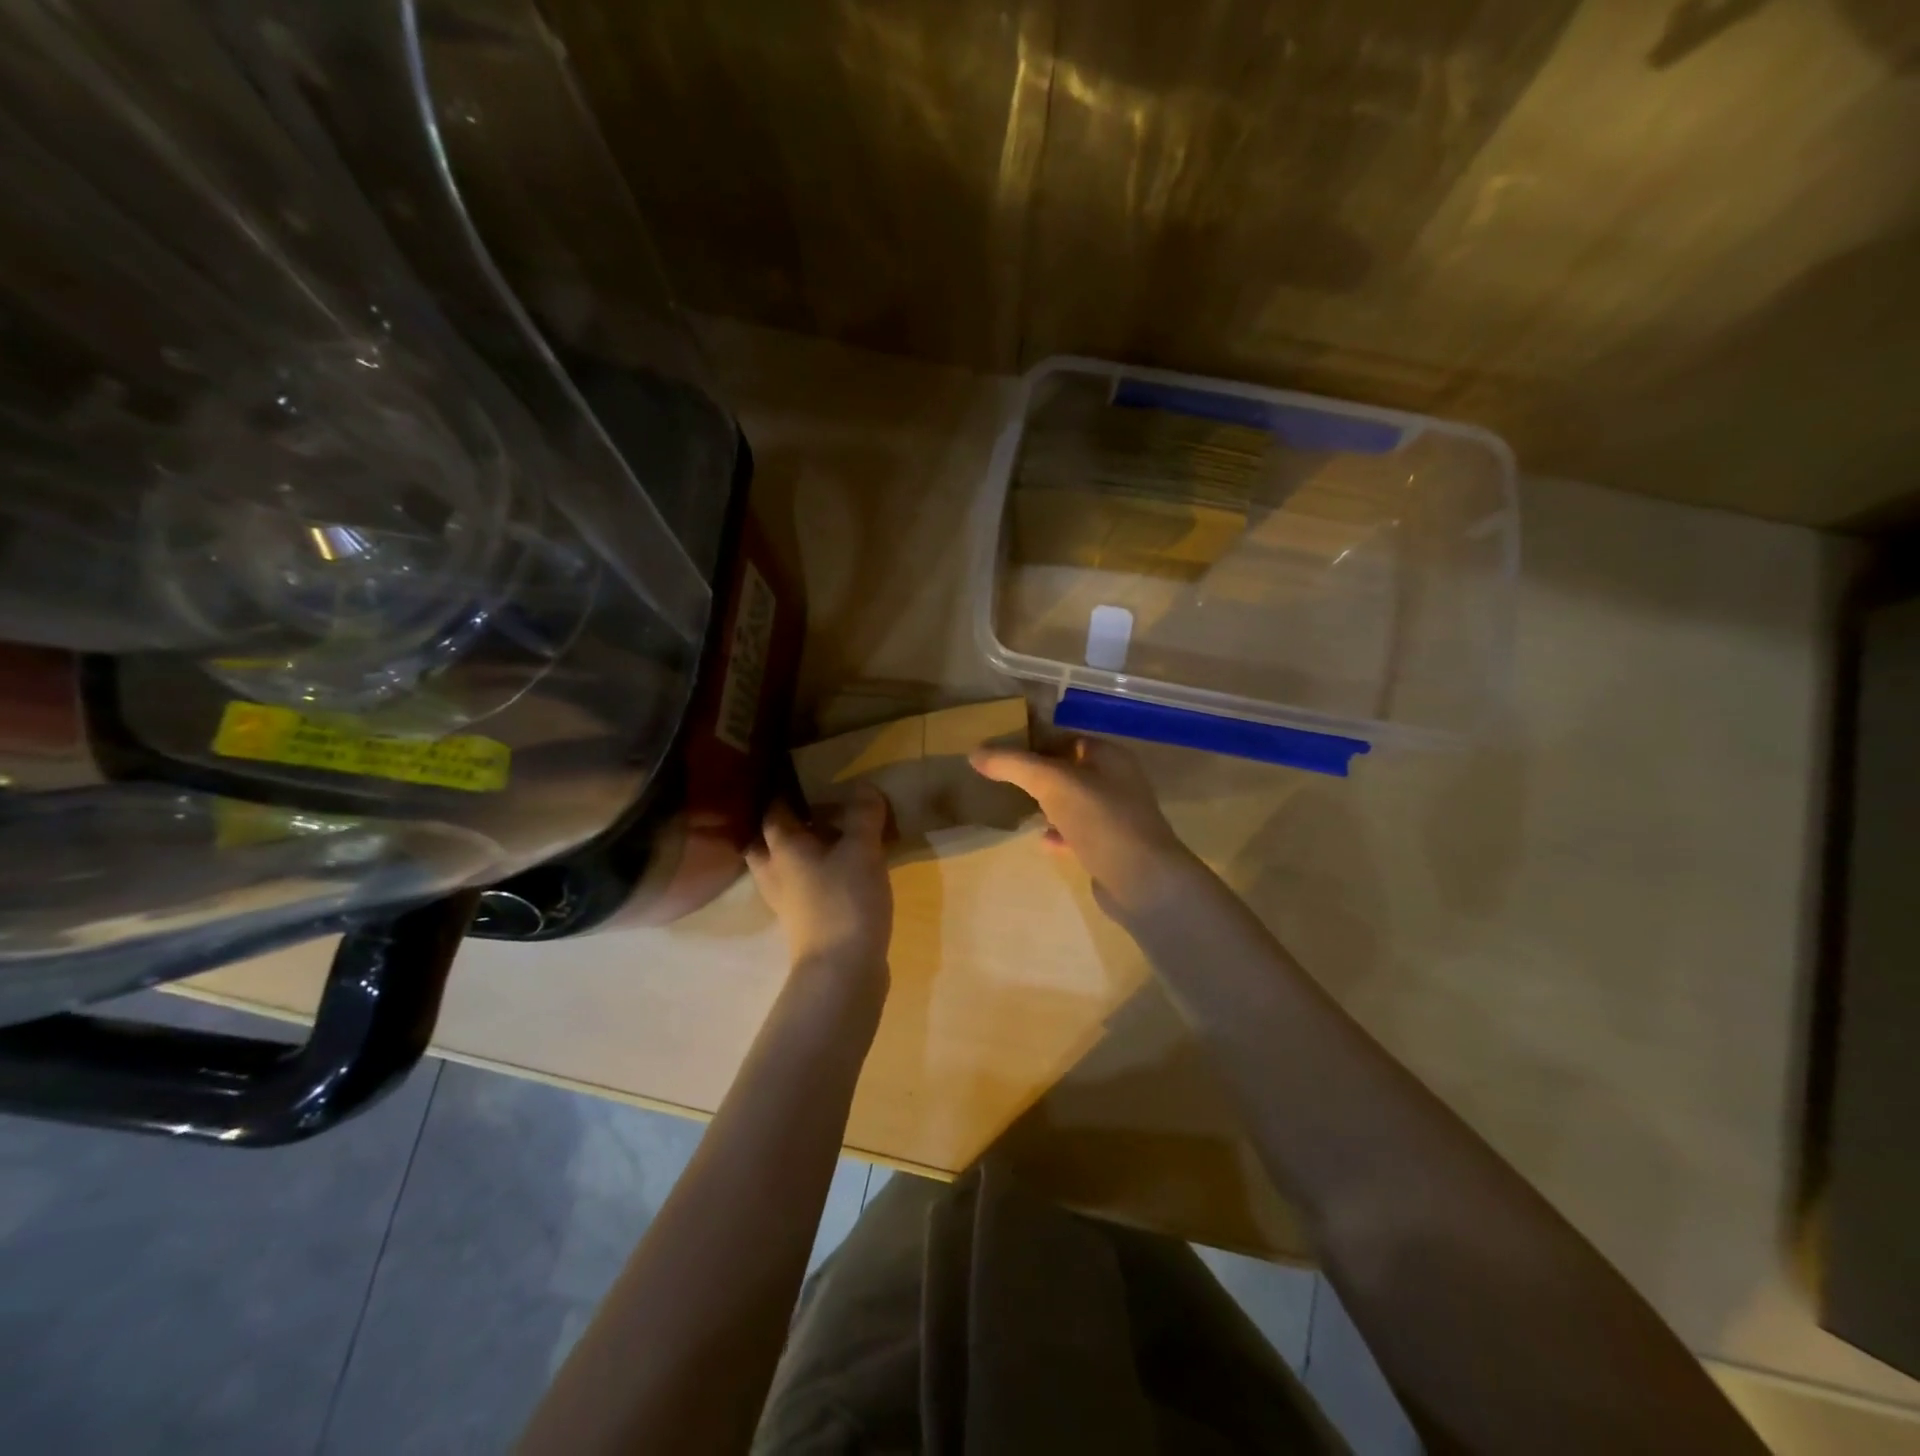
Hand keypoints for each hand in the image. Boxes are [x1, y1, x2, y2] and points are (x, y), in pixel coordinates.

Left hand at [746, 784, 893, 984]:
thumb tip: (863, 786)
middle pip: (768, 841)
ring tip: (830, 841)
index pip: (775, 810)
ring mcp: (785, 900)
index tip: (809, 779)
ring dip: (800, 853)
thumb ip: (863, 815)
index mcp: (783, 846)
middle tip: (815, 812)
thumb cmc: (846, 900)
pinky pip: (800, 887)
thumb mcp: (862, 849)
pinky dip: (814, 876)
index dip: (788, 792)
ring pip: (783, 867)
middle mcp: (775, 871)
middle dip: (786, 826)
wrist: (842, 969)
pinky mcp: (802, 921)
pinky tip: (840, 873)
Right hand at [970, 736, 1199, 917]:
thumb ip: (1013, 765)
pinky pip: (1078, 833)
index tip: (1002, 751)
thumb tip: (975, 752)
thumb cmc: (1100, 819)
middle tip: (1002, 780)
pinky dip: (1058, 834)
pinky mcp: (1112, 848)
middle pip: (1069, 770)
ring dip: (1047, 805)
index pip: (1067, 738)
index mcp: (1109, 757)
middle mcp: (1117, 781)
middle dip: (1038, 775)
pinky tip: (1041, 841)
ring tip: (1015, 808)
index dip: (1035, 741)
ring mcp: (1116, 817)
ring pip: (1073, 803)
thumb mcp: (1051, 783)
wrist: (1142, 881)